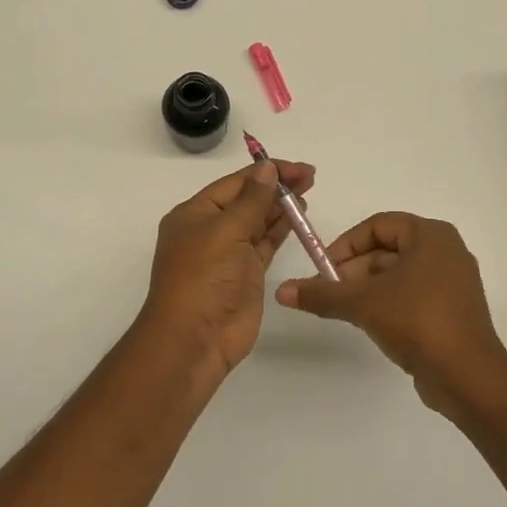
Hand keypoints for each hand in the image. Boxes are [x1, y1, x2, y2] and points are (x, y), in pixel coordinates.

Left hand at [141, 159, 317, 374]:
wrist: (195, 339)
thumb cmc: (203, 278)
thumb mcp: (225, 232)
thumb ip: (251, 200)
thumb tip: (267, 169)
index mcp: (195, 213)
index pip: (235, 183)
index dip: (266, 173)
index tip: (298, 168)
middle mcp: (210, 229)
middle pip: (248, 200)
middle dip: (277, 187)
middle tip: (311, 177)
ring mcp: (229, 253)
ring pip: (258, 221)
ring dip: (281, 207)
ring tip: (308, 193)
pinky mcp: (246, 274)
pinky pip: (265, 244)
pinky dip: (281, 230)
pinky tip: (299, 218)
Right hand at [276, 213, 506, 411]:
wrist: (468, 377)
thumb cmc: (417, 322)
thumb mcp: (362, 304)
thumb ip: (322, 294)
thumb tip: (281, 291)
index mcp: (431, 235)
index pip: (377, 226)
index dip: (346, 244)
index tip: (324, 270)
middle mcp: (446, 251)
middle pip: (387, 250)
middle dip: (354, 270)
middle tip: (330, 293)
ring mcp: (453, 282)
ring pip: (398, 274)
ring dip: (368, 289)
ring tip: (345, 311)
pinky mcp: (453, 310)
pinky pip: (413, 295)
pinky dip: (389, 303)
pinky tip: (372, 324)